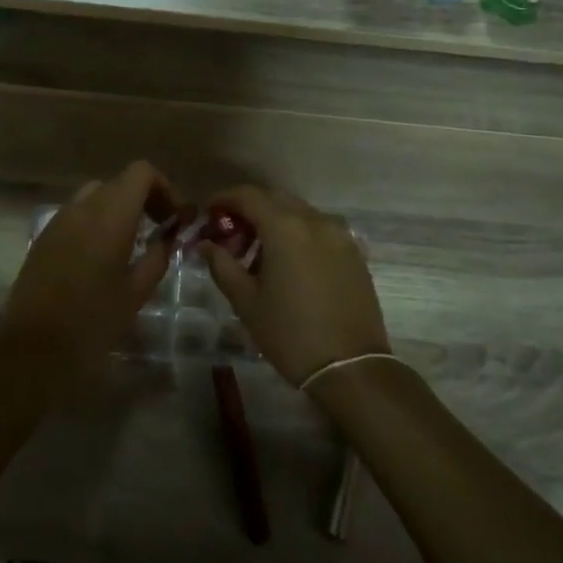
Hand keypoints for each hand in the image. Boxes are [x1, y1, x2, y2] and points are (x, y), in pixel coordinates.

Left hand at [0, 161, 187, 400]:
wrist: (34, 348)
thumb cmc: (93, 320)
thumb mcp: (137, 291)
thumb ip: (158, 255)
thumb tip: (169, 236)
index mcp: (110, 214)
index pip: (141, 172)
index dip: (163, 188)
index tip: (174, 218)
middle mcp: (82, 207)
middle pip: (119, 182)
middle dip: (143, 199)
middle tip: (159, 230)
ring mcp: (58, 220)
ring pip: (95, 196)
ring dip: (117, 209)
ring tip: (131, 243)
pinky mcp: (43, 237)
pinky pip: (75, 215)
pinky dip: (95, 222)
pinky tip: (101, 256)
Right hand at [200, 186, 388, 387]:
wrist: (350, 367)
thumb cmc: (289, 333)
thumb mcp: (246, 301)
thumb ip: (222, 264)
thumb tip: (207, 244)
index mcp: (285, 228)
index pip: (248, 196)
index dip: (224, 199)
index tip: (209, 214)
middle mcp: (315, 221)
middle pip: (275, 199)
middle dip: (249, 210)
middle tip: (231, 235)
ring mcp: (340, 235)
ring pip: (299, 213)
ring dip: (275, 222)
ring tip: (258, 254)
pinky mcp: (354, 253)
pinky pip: (319, 230)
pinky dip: (298, 235)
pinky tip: (288, 264)